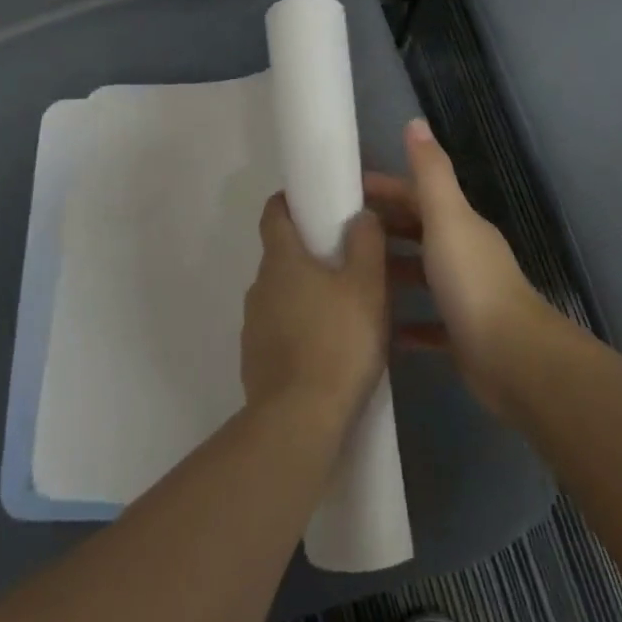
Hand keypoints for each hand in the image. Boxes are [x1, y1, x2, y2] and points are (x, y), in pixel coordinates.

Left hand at [240, 195, 390, 433]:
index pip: (274, 212)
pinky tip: (333, 350)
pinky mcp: (257, 361)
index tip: (316, 202)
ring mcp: (254, 326)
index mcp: (281, 260)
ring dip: (309, 295)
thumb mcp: (366, 286)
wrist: (300, 420)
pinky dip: (303, 331)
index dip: (290, 201)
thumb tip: (360, 214)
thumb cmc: (337, 341)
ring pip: (284, 296)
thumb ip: (366, 243)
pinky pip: (282, 332)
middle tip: (350, 263)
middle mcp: (259, 286)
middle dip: (312, 254)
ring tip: (348, 311)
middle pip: (283, 256)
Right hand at [364, 119, 558, 416]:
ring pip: (421, 277)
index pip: (417, 196)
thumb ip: (431, 173)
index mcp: (461, 225)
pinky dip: (404, 322)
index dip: (385, 189)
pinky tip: (377, 326)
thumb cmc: (472, 281)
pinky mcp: (461, 336)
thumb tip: (416, 122)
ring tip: (349, 276)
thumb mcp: (447, 218)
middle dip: (383, 229)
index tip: (345, 191)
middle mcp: (464, 255)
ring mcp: (464, 297)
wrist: (512, 357)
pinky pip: (427, 324)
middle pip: (418, 233)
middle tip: (337, 235)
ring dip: (391, 273)